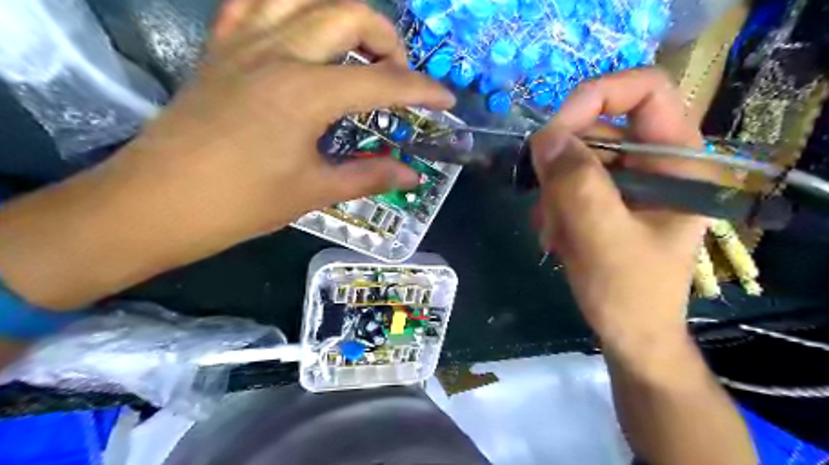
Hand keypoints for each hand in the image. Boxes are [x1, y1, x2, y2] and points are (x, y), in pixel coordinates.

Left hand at [0, 0, 452, 311]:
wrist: (158, 203)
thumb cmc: (241, 203)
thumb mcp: (314, 191)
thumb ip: (369, 176)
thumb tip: (412, 176)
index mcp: (306, 92)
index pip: (383, 81)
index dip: (422, 90)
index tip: (446, 99)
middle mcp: (279, 52)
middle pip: (349, 13)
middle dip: (388, 39)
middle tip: (398, 75)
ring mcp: (244, 43)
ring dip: (341, 14)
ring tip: (356, 48)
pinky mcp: (220, 49)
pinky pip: (255, 3)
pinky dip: (288, 8)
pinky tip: (301, 33)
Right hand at [531, 69, 719, 352]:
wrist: (630, 334)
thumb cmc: (629, 294)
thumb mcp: (603, 239)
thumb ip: (577, 186)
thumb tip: (544, 136)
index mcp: (678, 161)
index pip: (644, 90)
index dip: (595, 97)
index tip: (552, 134)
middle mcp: (655, 162)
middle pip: (600, 126)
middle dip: (563, 164)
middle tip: (544, 201)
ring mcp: (629, 181)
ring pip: (577, 157)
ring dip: (554, 192)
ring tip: (553, 231)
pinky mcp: (607, 199)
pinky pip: (569, 181)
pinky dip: (553, 205)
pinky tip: (553, 236)